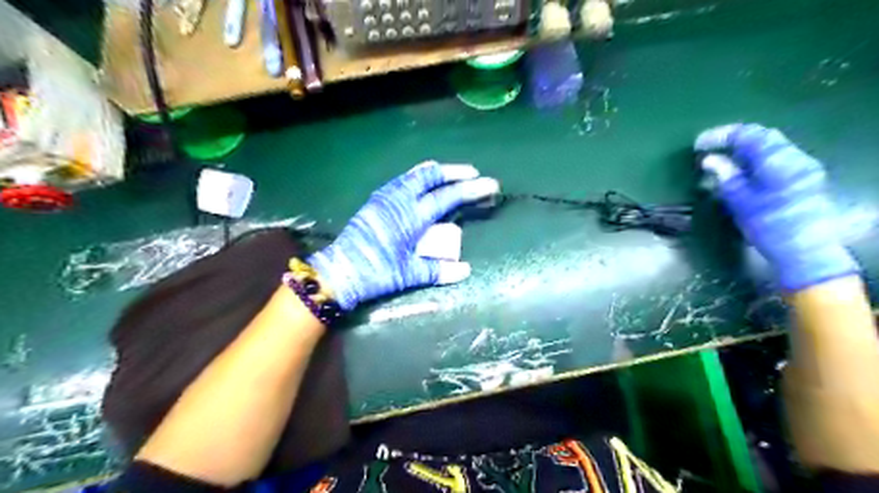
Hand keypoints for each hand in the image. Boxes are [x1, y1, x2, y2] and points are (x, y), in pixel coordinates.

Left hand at [308, 161, 500, 308]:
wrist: (339, 270)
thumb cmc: (376, 273)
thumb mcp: (409, 275)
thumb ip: (438, 271)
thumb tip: (466, 270)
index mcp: (411, 217)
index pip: (447, 197)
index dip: (470, 190)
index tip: (489, 184)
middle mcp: (400, 201)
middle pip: (430, 177)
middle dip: (454, 172)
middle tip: (472, 173)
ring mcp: (385, 198)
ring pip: (414, 175)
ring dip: (435, 172)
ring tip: (450, 172)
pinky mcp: (375, 201)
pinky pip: (401, 180)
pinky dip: (416, 176)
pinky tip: (419, 181)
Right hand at [698, 122, 854, 291]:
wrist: (805, 251)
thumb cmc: (768, 226)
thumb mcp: (740, 201)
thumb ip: (725, 175)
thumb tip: (709, 159)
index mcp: (778, 160)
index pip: (748, 134)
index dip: (721, 136)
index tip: (698, 145)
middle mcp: (794, 157)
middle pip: (762, 136)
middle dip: (732, 139)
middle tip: (708, 149)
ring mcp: (802, 167)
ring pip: (769, 147)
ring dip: (743, 149)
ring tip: (720, 159)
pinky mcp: (802, 179)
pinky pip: (775, 159)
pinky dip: (754, 159)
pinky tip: (740, 171)